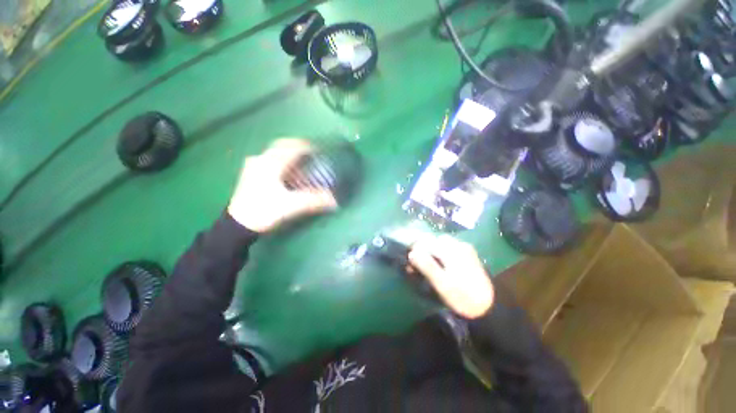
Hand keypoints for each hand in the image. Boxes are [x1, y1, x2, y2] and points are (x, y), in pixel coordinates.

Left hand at [228, 139, 337, 232]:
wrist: (237, 224)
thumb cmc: (264, 211)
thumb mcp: (291, 206)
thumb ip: (314, 200)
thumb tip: (335, 200)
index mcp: (271, 164)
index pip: (292, 147)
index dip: (308, 146)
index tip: (320, 149)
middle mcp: (261, 160)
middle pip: (282, 145)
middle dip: (298, 146)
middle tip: (311, 153)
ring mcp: (253, 166)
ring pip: (274, 152)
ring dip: (289, 153)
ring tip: (301, 161)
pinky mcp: (250, 173)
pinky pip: (268, 159)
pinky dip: (280, 160)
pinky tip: (285, 170)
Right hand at [408, 235, 493, 318]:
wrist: (487, 308)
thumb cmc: (462, 297)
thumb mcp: (442, 283)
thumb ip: (426, 266)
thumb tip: (411, 253)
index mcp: (452, 249)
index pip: (426, 241)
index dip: (415, 250)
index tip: (410, 263)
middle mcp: (458, 244)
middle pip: (433, 241)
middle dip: (422, 251)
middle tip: (415, 267)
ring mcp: (464, 249)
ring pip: (439, 245)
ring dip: (429, 253)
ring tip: (425, 268)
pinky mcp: (467, 255)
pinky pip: (447, 249)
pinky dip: (439, 255)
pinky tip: (438, 267)